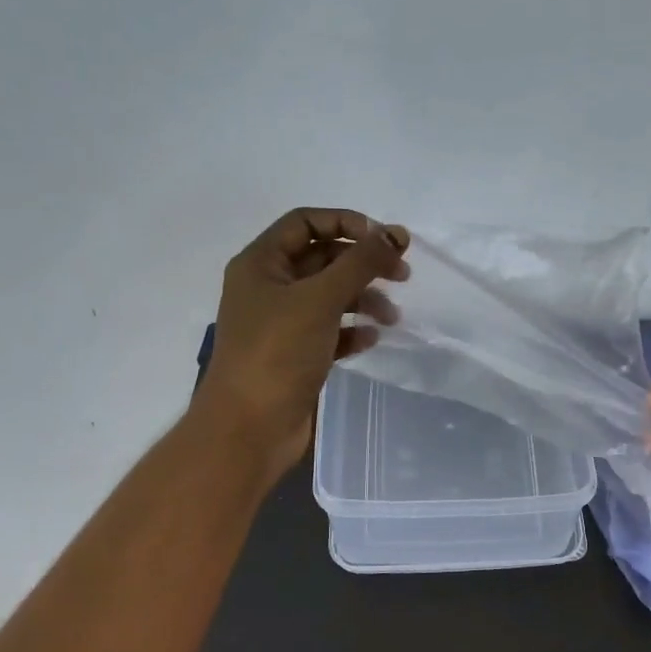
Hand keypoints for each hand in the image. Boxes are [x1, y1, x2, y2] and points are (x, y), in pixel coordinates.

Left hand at [195, 208, 409, 476]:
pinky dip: (352, 330)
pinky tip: (371, 339)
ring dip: (363, 299)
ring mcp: (280, 323)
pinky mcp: (294, 355)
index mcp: (261, 263)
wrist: (248, 429)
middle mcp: (268, 288)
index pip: (305, 222)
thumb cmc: (277, 353)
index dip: (346, 222)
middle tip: (402, 275)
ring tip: (392, 317)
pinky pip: (329, 331)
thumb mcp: (321, 298)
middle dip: (362, 263)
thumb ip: (361, 262)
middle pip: (322, 259)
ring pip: (329, 296)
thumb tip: (395, 232)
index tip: (384, 239)